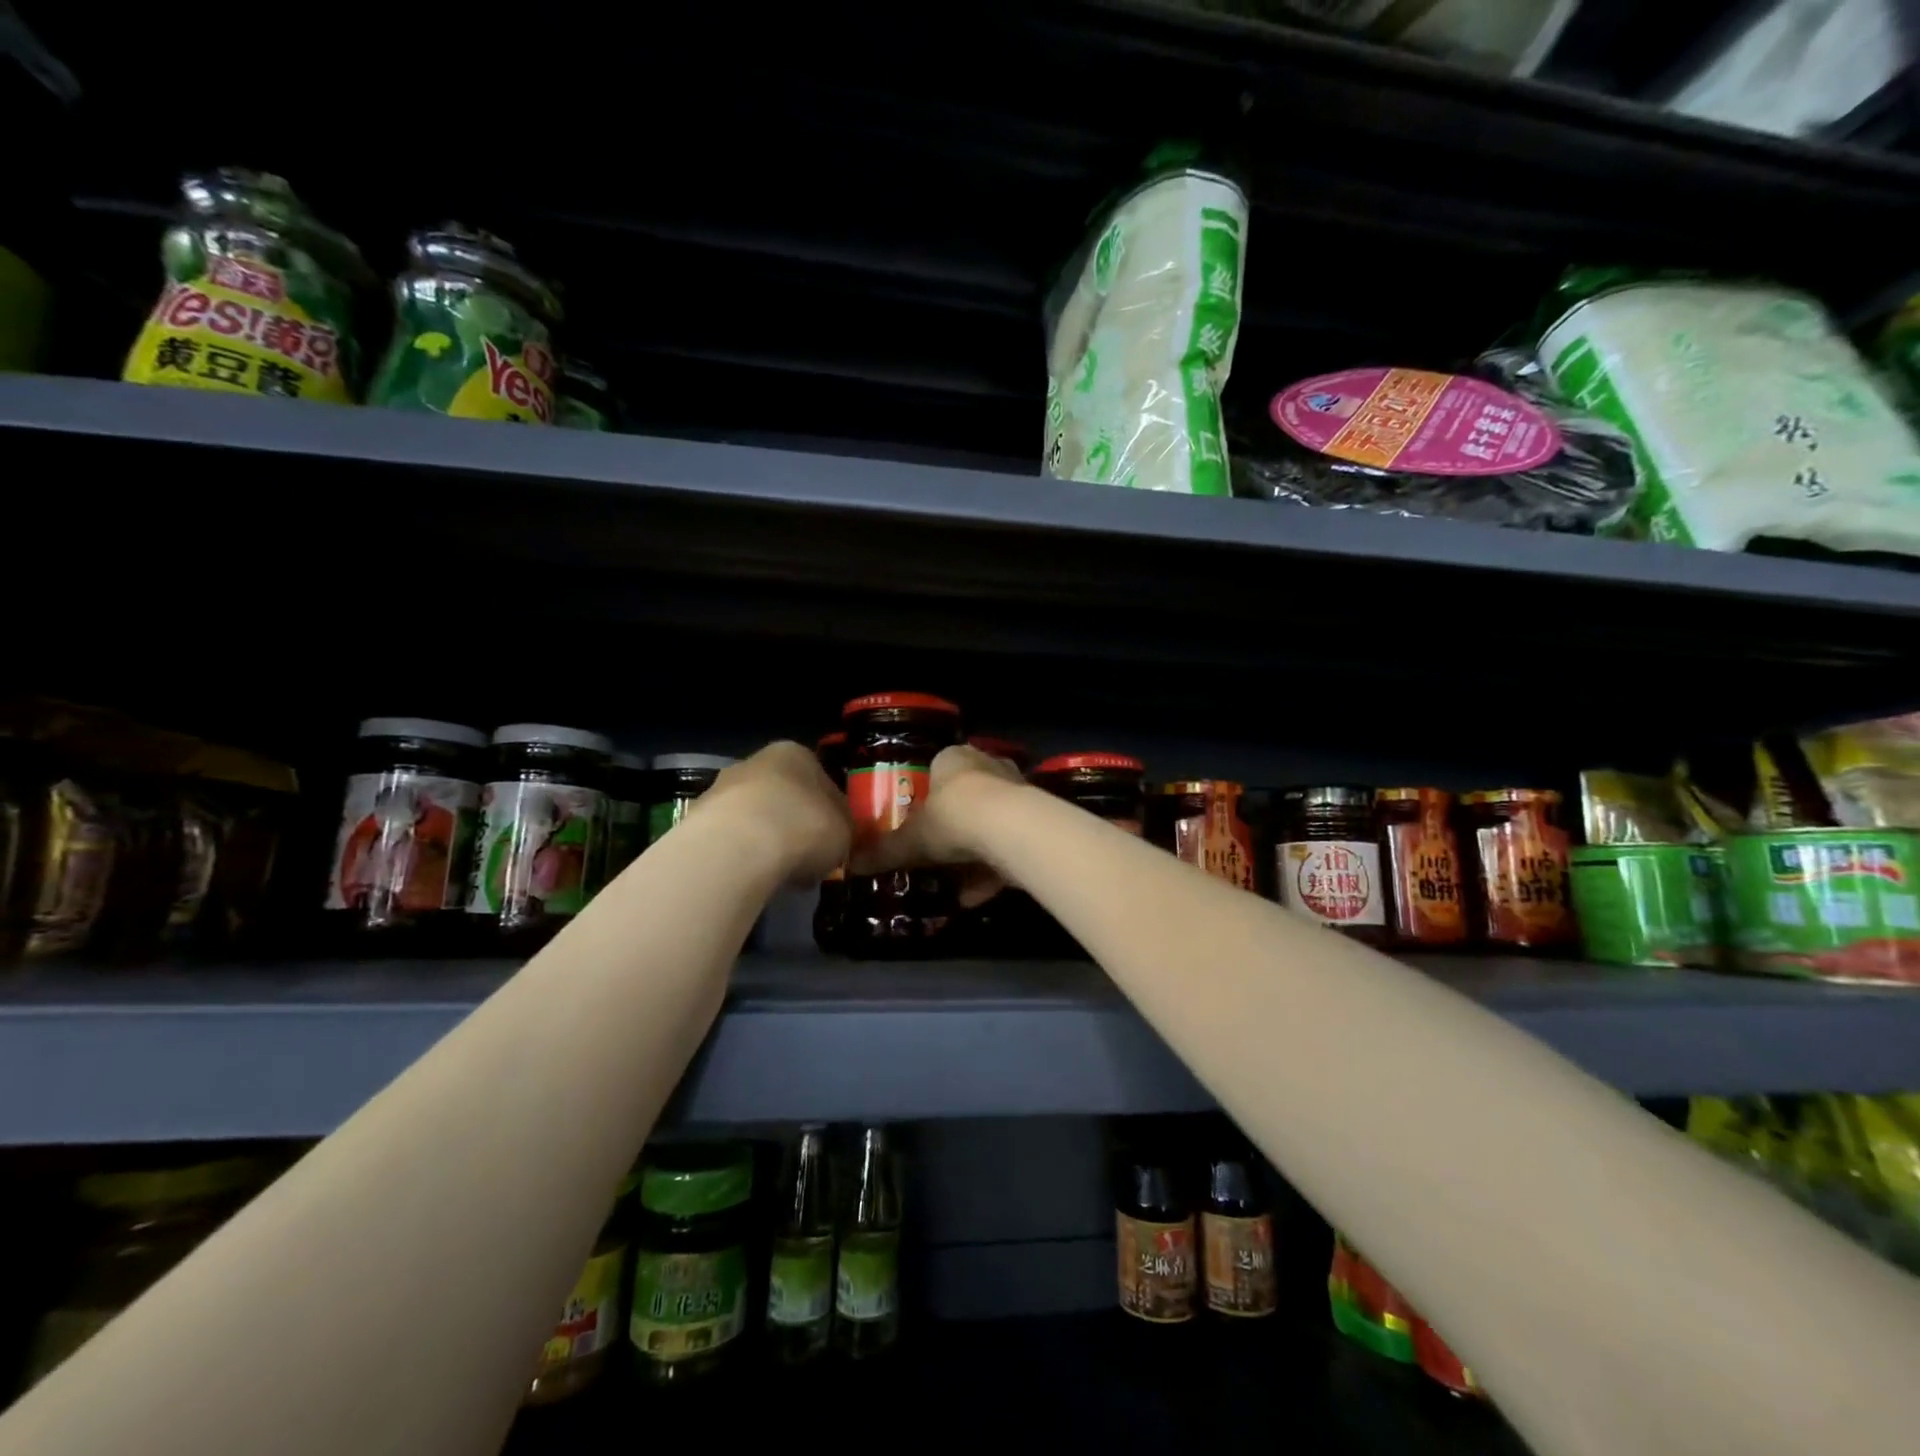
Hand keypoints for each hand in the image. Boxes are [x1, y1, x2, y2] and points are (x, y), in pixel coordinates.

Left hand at [698, 741, 850, 886]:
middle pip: (783, 795)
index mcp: (796, 754)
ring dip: (766, 839)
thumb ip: (842, 828)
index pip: (821, 780)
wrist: (736, 848)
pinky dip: (741, 856)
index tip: (834, 838)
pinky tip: (751, 878)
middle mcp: (755, 762)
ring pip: (753, 816)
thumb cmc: (803, 828)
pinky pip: (730, 839)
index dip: (830, 811)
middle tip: (806, 856)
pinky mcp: (697, 820)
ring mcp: (721, 789)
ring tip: (778, 873)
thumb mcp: (844, 831)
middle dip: (793, 823)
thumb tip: (836, 835)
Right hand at [846, 744, 1026, 905]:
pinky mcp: (1035, 822)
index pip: (937, 770)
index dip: (925, 796)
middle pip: (966, 798)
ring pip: (989, 825)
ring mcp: (1016, 793)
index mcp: (954, 759)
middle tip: (933, 854)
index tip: (915, 821)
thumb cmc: (952, 817)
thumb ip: (884, 851)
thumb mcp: (911, 838)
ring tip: (953, 884)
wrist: (1010, 829)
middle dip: (952, 828)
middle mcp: (988, 767)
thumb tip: (852, 863)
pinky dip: (991, 872)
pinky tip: (973, 897)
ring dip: (972, 856)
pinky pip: (1007, 848)